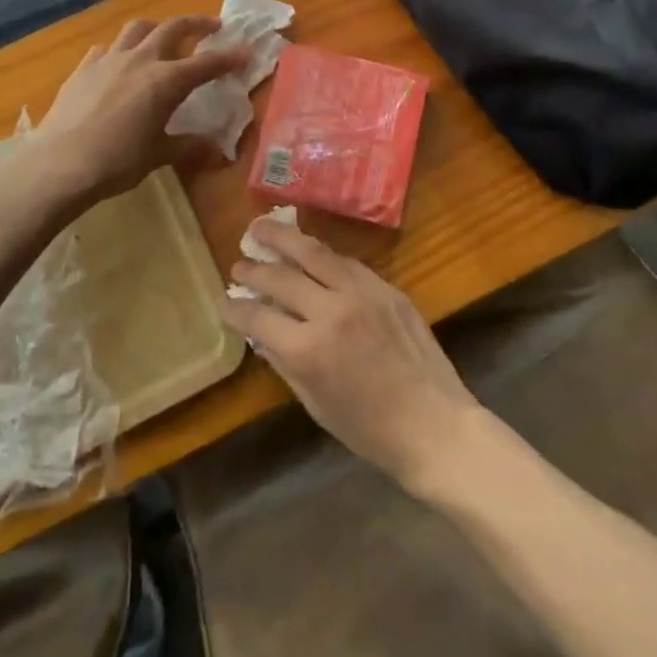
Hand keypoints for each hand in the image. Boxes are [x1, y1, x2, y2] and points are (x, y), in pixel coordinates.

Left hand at [33, 16, 244, 208]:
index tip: (245, 51)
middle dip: (196, 23)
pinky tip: (120, 61)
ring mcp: (109, 59)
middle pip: (173, 28)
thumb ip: (188, 146)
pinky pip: (107, 47)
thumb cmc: (118, 161)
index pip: (206, 63)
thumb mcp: (159, 155)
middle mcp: (141, 60)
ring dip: (157, 27)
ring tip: (163, 35)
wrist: (61, 163)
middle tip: (211, 26)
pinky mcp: (84, 68)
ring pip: (137, 28)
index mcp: (167, 80)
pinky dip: (121, 48)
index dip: (228, 57)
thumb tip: (216, 150)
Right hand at [220, 216, 485, 493]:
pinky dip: (321, 255)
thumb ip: (284, 361)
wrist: (433, 424)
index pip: (258, 316)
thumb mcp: (315, 403)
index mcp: (308, 349)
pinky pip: (345, 261)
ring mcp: (361, 293)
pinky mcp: (385, 286)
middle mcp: (331, 311)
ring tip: (260, 227)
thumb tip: (261, 332)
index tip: (223, 301)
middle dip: (253, 269)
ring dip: (282, 237)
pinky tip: (308, 251)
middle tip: (238, 264)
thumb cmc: (369, 429)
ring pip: (313, 252)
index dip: (234, 308)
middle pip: (281, 276)